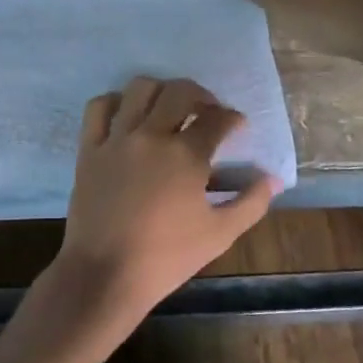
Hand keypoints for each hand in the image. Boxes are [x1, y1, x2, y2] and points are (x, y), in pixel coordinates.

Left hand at [46, 76, 279, 336]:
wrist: (105, 273)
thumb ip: (251, 202)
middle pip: (180, 92)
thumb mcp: (220, 234)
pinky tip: (128, 114)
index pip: (217, 119)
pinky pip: (99, 107)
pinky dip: (116, 101)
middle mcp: (152, 136)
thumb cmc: (167, 257)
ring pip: (139, 89)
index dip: (232, 118)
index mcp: (187, 156)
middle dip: (201, 95)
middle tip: (207, 110)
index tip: (236, 126)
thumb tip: (273, 179)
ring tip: (168, 107)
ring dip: (161, 91)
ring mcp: (117, 139)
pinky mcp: (89, 148)